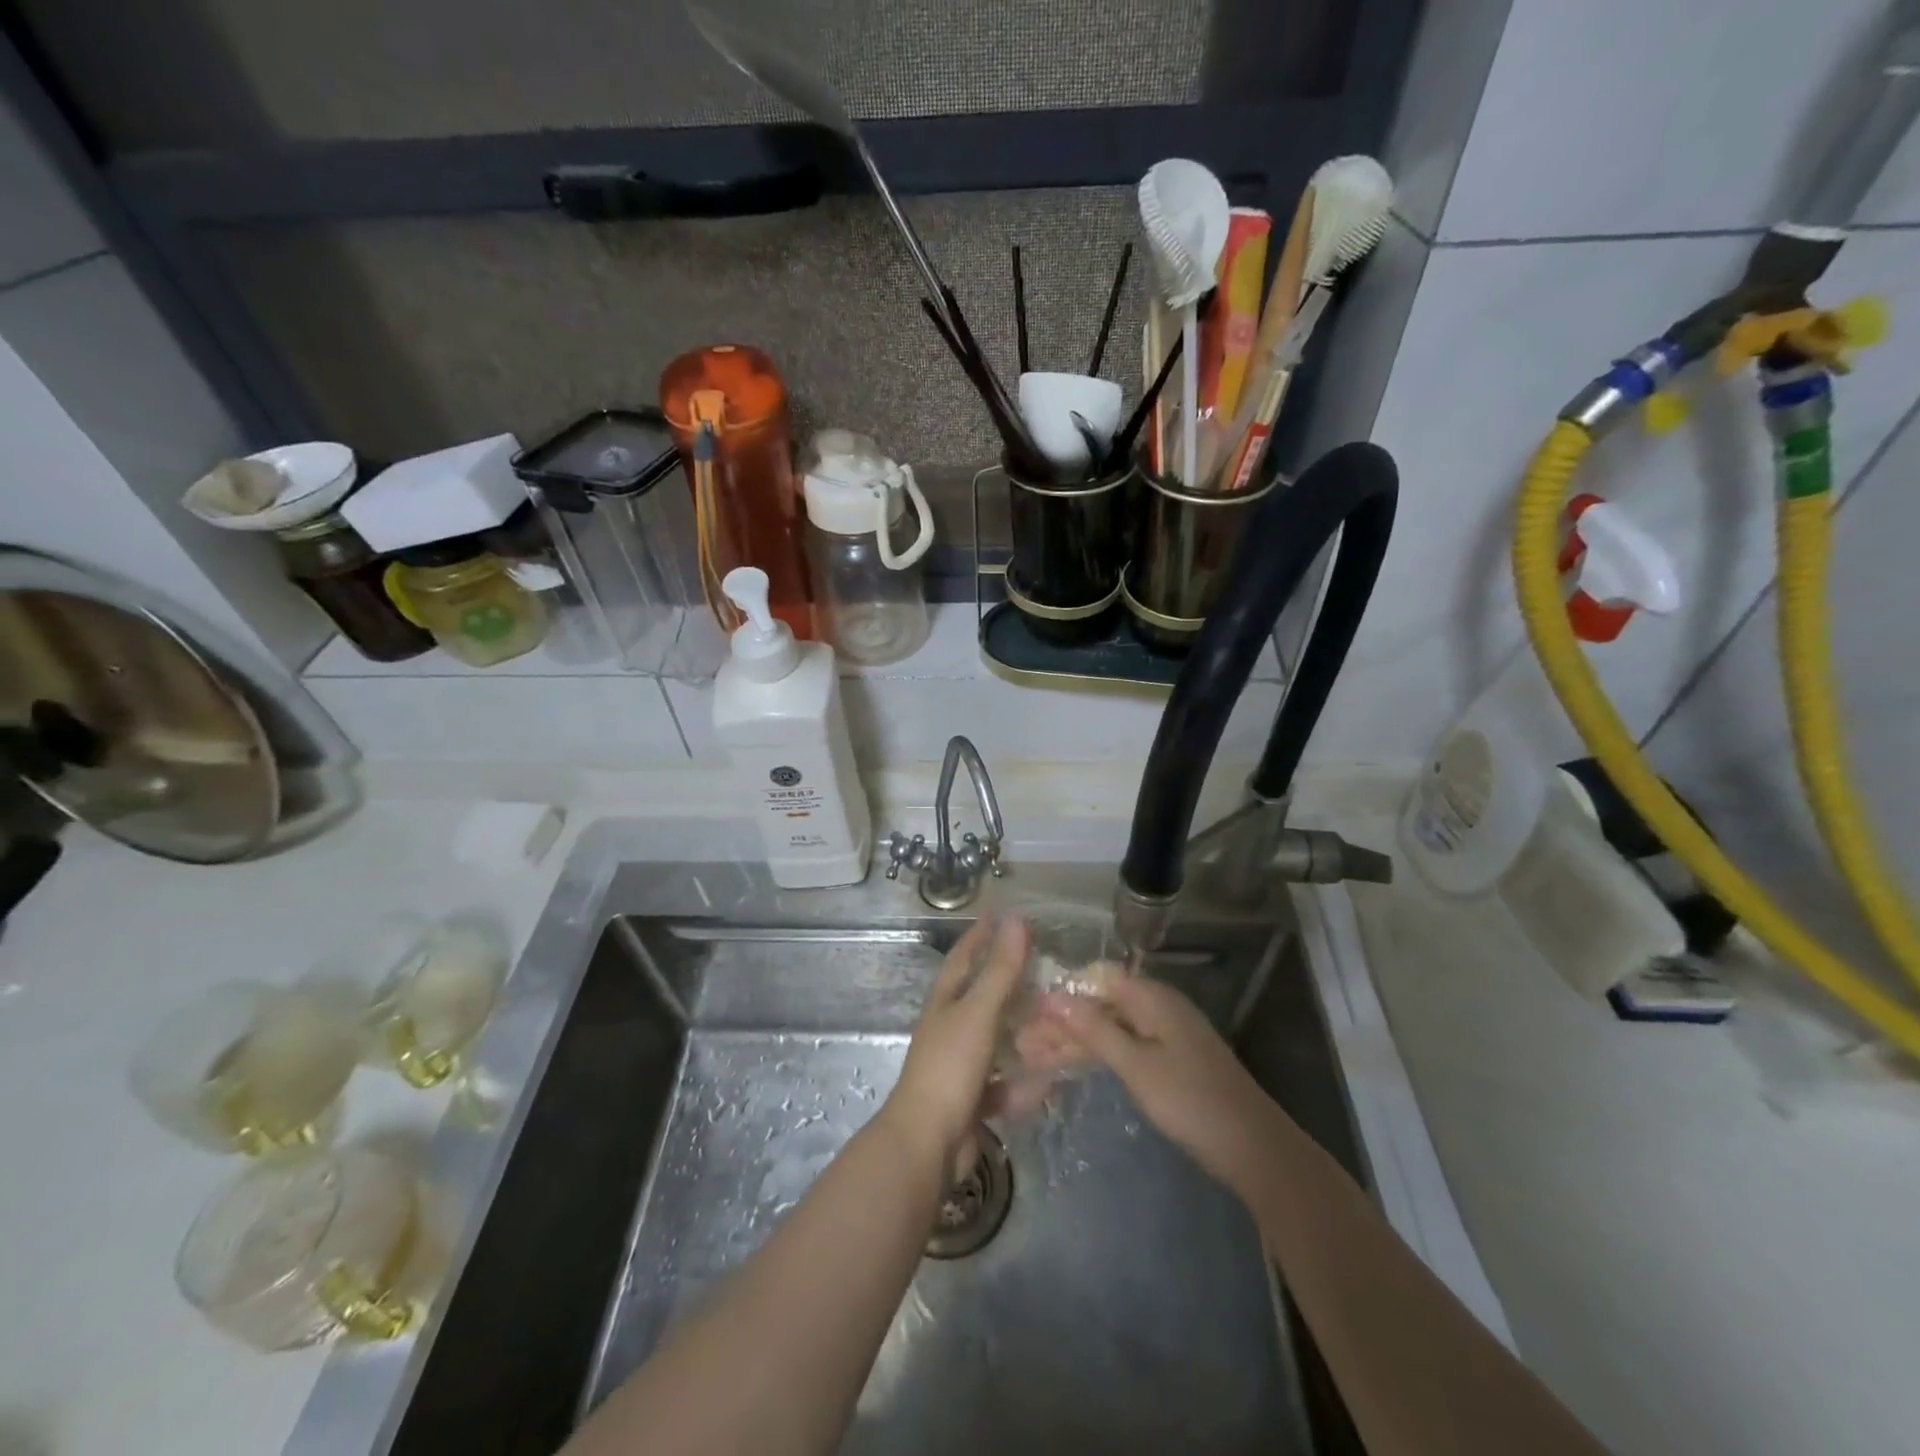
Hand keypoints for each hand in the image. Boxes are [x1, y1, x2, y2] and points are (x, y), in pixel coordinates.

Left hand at [882, 915, 1031, 1162]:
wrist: (926, 1144)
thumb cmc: (950, 1067)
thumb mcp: (979, 1013)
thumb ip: (1001, 969)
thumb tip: (1017, 919)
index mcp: (945, 1003)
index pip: (964, 956)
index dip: (980, 933)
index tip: (999, 912)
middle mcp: (950, 1029)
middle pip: (983, 997)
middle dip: (1010, 982)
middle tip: (1043, 966)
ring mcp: (960, 1066)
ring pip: (997, 1042)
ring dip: (1022, 1034)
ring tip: (1056, 1023)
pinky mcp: (972, 1102)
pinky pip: (1005, 1086)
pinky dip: (1025, 1084)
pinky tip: (1052, 1082)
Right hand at [1037, 976, 1285, 1199]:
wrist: (1252, 1147)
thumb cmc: (1190, 1100)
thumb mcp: (1136, 1065)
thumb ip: (1094, 1030)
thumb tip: (1054, 996)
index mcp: (1152, 997)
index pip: (1096, 978)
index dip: (1061, 992)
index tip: (1027, 1011)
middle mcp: (1156, 1007)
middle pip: (1099, 1004)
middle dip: (1061, 1022)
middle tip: (1021, 1044)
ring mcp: (1162, 1034)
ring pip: (1108, 1028)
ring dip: (1073, 1041)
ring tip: (1032, 1058)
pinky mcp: (1166, 1060)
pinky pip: (1122, 1047)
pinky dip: (1095, 1056)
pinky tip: (1068, 1067)